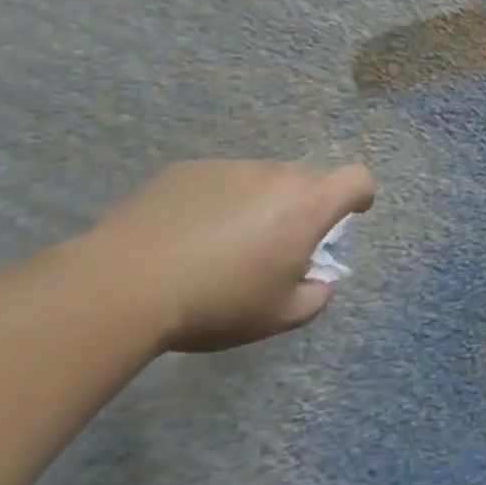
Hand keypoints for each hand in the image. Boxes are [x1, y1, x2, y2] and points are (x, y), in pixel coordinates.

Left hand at [75, 159, 375, 352]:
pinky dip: (216, 202)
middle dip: (303, 207)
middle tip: (278, 246)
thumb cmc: (218, 302)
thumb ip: (314, 297)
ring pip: (260, 180)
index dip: (359, 196)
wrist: (125, 285)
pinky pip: (218, 182)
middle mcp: (274, 175)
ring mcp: (228, 167)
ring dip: (258, 204)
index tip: (350, 215)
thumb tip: (319, 282)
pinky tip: (185, 238)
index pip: (356, 179)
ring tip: (223, 246)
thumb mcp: (278, 317)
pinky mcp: (185, 170)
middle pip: (306, 179)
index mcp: (307, 205)